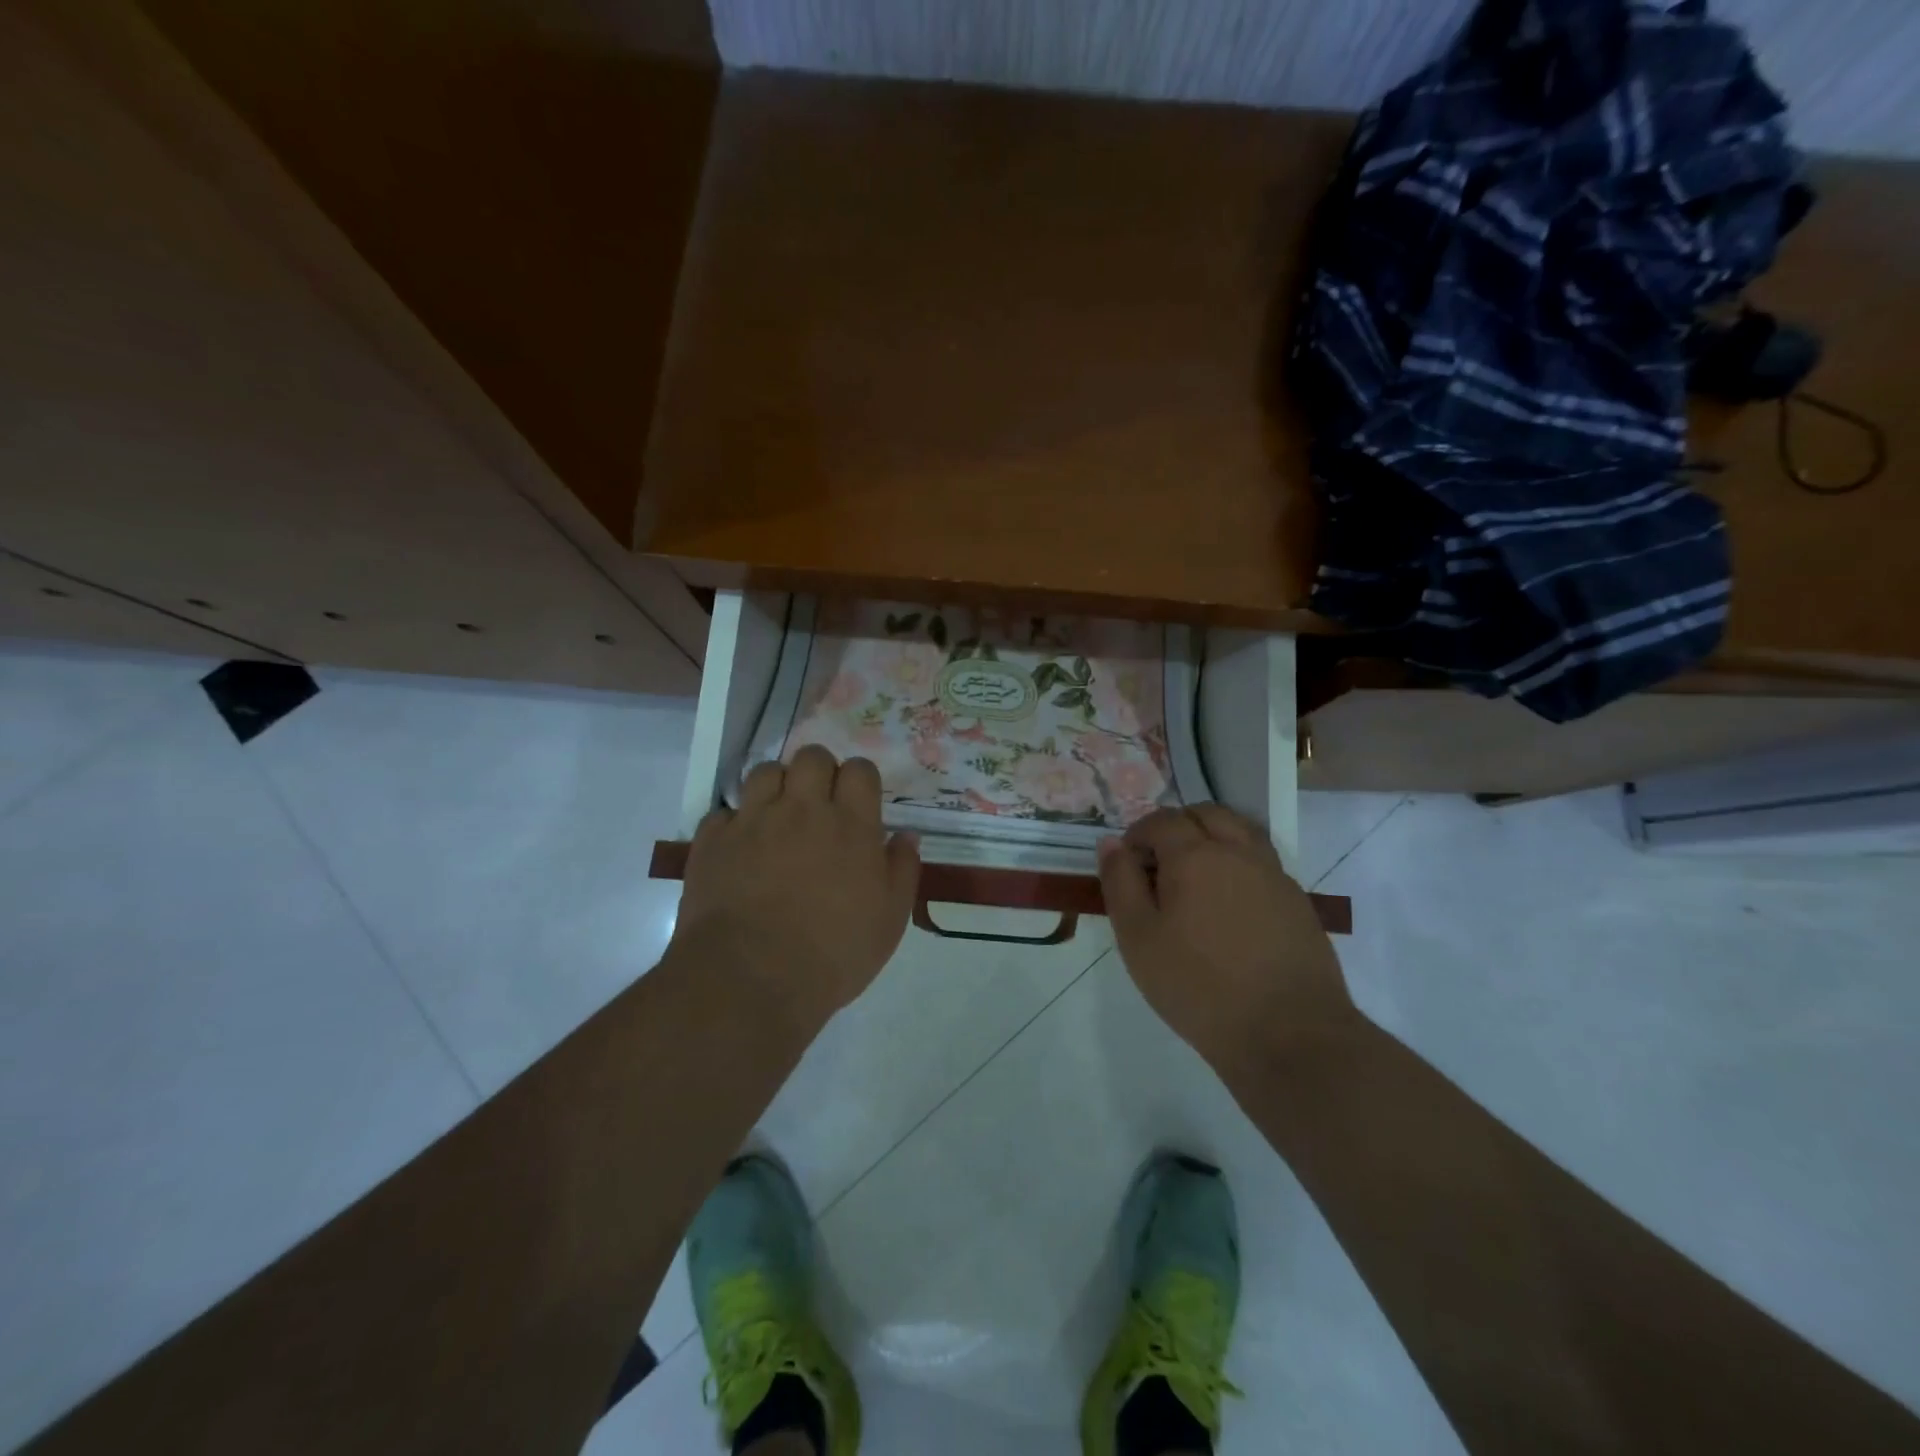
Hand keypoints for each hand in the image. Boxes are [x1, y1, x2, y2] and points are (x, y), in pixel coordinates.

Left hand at [675, 746, 920, 1029]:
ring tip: (778, 817)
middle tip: (819, 804)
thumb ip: (902, 870)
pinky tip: (740, 849)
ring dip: (776, 787)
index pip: (859, 769)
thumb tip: (906, 835)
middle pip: (811, 757)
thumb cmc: (834, 953)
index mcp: (850, 824)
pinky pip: (723, 813)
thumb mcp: (889, 920)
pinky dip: (734, 824)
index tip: (858, 802)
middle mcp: (802, 810)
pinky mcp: (713, 841)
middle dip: (818, 771)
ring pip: (765, 772)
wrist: (750, 979)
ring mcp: (753, 821)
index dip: (860, 779)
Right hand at [1098, 805, 1355, 1070]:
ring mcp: (1274, 875)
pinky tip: (1229, 907)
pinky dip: (1238, 865)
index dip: (1138, 834)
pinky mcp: (1297, 902)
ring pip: (1241, 832)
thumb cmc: (1199, 987)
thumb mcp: (1138, 938)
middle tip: (1159, 864)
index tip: (1127, 864)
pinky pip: (1262, 863)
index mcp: (1195, 856)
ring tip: (1194, 879)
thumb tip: (1111, 844)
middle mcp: (1239, 853)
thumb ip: (1120, 883)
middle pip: (1207, 814)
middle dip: (1178, 827)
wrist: (1289, 1034)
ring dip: (1213, 839)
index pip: (1162, 820)